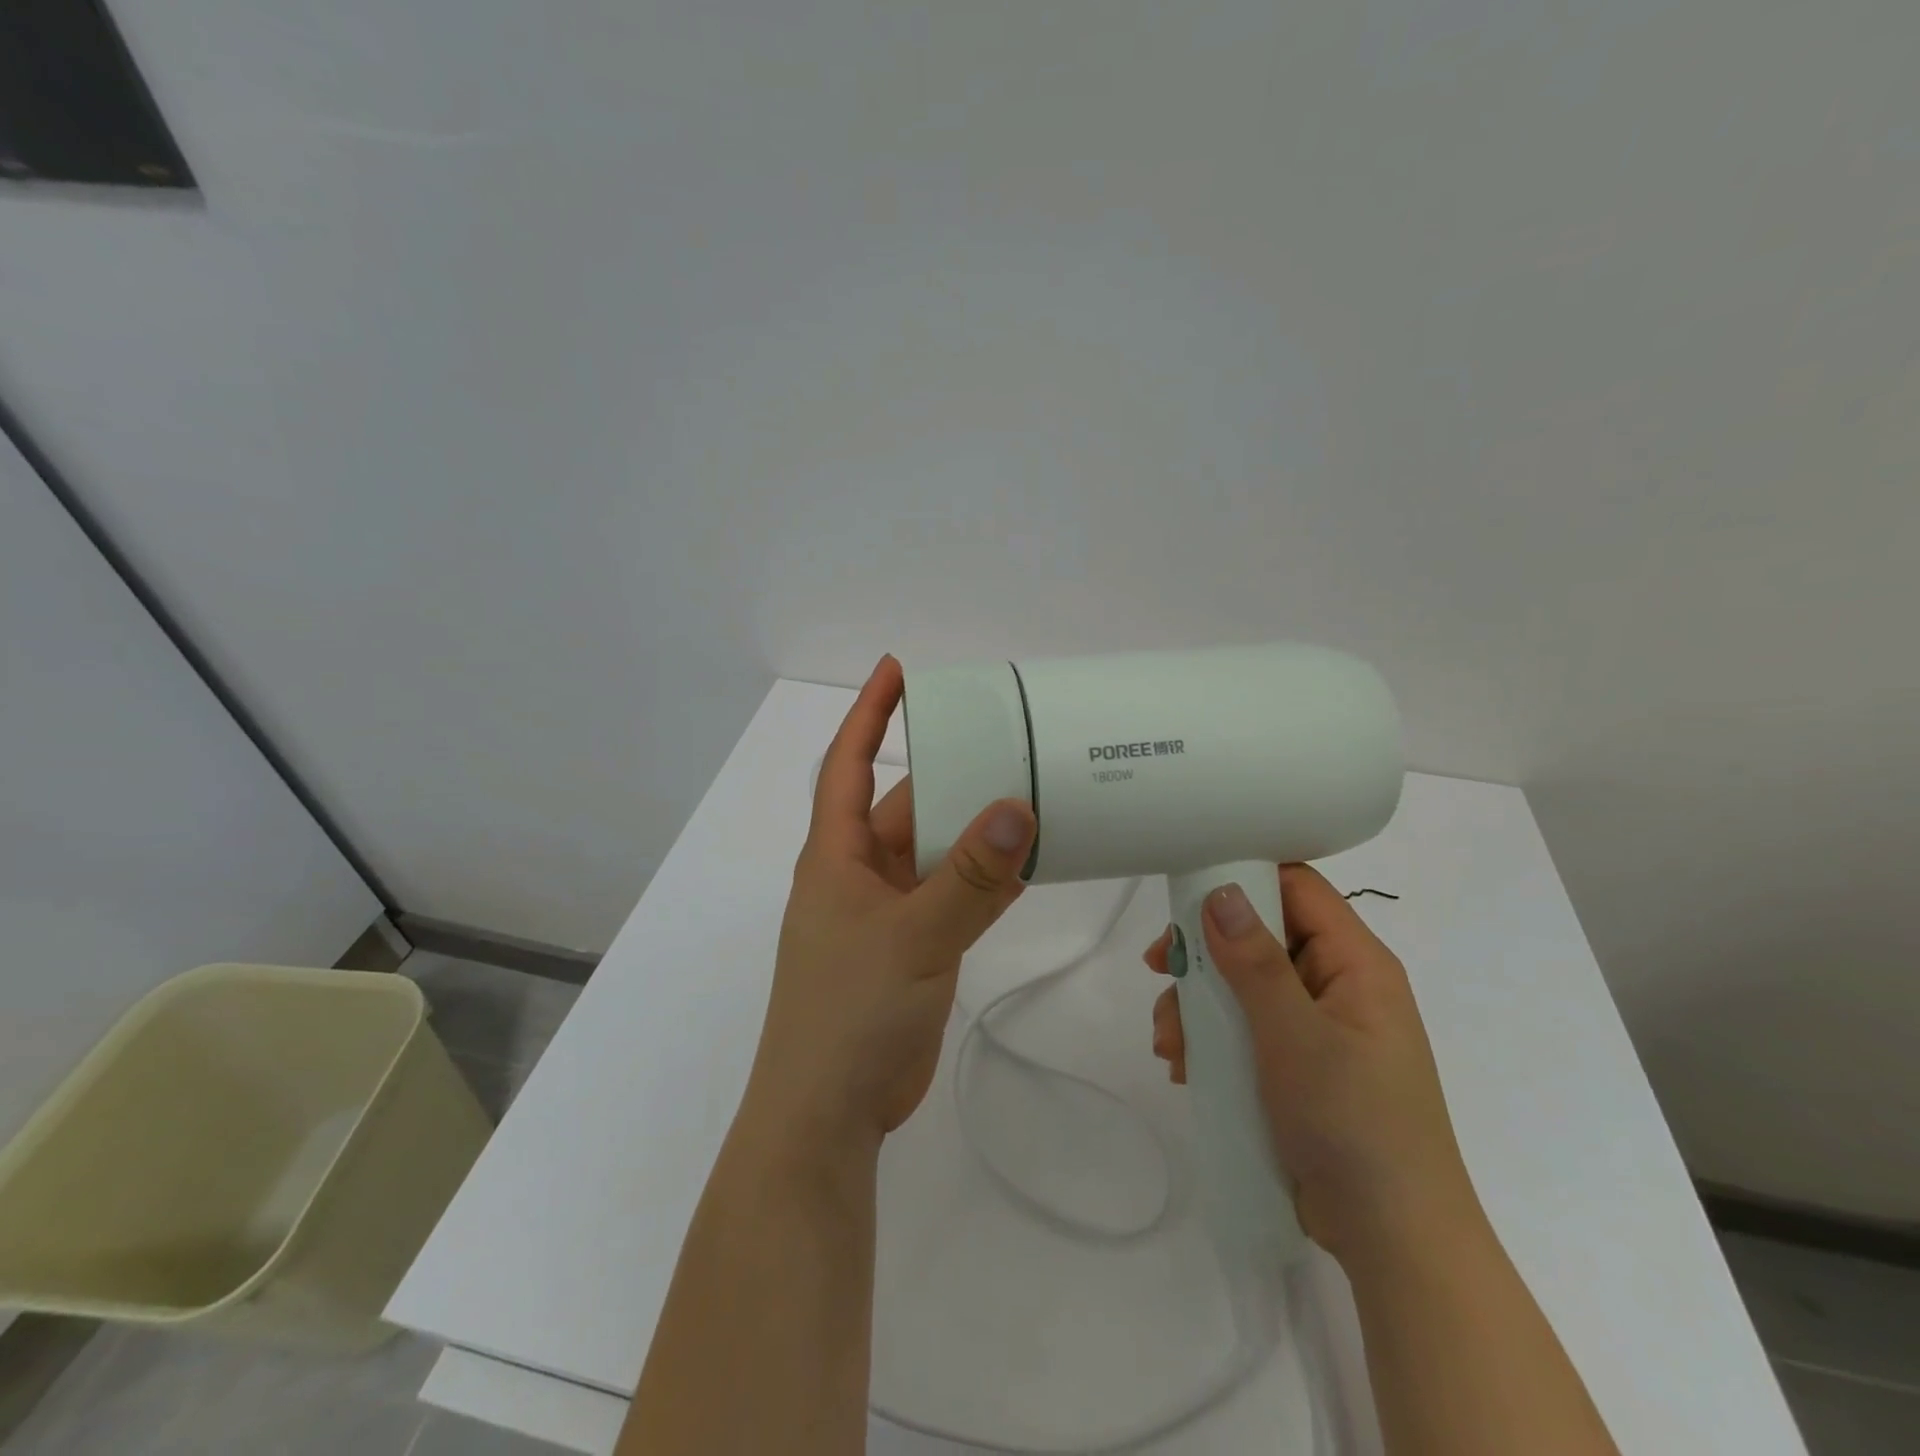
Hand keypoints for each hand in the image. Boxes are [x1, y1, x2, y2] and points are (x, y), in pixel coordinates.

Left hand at [740, 656, 1036, 1159]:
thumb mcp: (911, 935)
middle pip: (907, 807)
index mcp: (835, 855)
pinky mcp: (914, 946)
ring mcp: (888, 912)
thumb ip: (968, 877)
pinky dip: (986, 879)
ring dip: (977, 832)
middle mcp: (859, 874)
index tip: (897, 670)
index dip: (869, 713)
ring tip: (1034, 793)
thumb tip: (1018, 808)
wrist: (829, 1114)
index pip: (849, 765)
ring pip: (937, 853)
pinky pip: (954, 897)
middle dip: (951, 777)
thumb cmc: (848, 1013)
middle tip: (1007, 742)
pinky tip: (1030, 861)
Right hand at [1145, 864, 1480, 1264]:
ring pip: (1242, 987)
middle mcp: (1336, 985)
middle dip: (1205, 956)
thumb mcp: (1295, 1036)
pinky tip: (1184, 1066)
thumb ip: (1254, 961)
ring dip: (1198, 1006)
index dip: (1242, 877)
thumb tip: (1220, 891)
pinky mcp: (1298, 1065)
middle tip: (1160, 970)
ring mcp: (1316, 1027)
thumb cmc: (1352, 1123)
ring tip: (1170, 1045)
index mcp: (1353, 963)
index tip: (1185, 893)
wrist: (1392, 1242)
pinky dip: (1211, 1040)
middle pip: (1258, 937)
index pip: (1296, 887)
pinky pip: (1245, 1029)